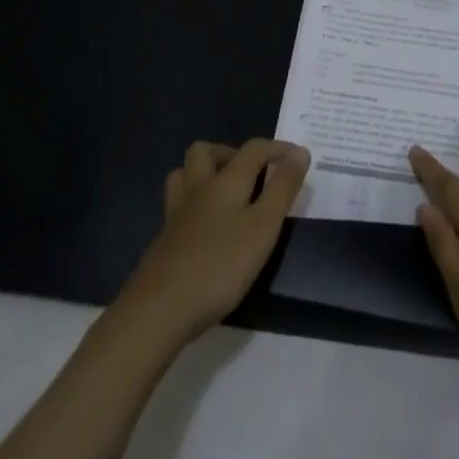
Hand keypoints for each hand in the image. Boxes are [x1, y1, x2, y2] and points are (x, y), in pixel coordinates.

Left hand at [116, 139, 310, 345]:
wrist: (158, 310)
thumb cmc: (220, 265)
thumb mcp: (263, 227)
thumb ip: (282, 189)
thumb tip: (300, 153)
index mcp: (225, 181)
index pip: (253, 149)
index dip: (278, 148)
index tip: (300, 157)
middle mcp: (197, 189)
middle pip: (205, 151)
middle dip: (230, 152)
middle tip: (252, 174)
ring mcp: (175, 214)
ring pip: (184, 175)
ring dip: (205, 173)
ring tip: (227, 194)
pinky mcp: (164, 240)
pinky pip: (178, 205)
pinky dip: (195, 204)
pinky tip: (207, 228)